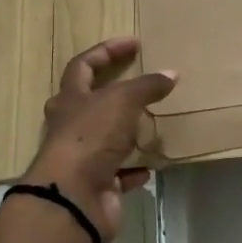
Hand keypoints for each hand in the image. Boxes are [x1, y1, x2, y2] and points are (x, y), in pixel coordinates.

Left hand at [23, 38, 176, 240]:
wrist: (73, 198)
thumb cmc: (91, 137)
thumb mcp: (123, 101)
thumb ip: (147, 86)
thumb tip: (171, 73)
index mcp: (70, 99)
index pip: (83, 65)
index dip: (107, 51)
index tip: (134, 44)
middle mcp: (70, 126)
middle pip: (88, 102)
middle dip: (112, 92)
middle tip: (138, 84)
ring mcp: (82, 157)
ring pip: (105, 138)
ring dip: (126, 132)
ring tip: (152, 123)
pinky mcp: (96, 185)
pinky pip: (119, 173)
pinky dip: (135, 168)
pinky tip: (152, 164)